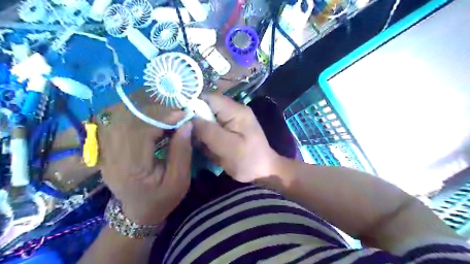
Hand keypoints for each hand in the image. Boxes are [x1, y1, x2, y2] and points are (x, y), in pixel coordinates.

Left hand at [99, 111, 192, 224]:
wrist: (138, 213)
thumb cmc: (162, 199)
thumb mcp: (180, 180)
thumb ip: (182, 151)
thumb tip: (186, 124)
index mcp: (133, 168)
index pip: (143, 131)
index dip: (163, 118)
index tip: (182, 115)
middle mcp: (114, 158)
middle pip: (130, 122)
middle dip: (156, 115)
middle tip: (175, 116)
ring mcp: (106, 154)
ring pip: (123, 121)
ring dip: (146, 116)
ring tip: (165, 120)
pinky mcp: (107, 151)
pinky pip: (120, 127)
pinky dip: (138, 121)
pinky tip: (152, 125)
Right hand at [192, 94, 280, 181]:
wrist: (263, 172)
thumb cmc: (249, 160)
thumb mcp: (228, 147)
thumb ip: (208, 131)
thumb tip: (189, 118)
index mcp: (235, 111)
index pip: (209, 98)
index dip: (192, 104)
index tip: (179, 117)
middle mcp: (233, 111)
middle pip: (207, 107)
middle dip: (195, 120)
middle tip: (188, 135)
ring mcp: (231, 120)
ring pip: (207, 118)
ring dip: (200, 130)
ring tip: (200, 144)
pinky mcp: (229, 130)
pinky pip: (212, 128)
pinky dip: (206, 136)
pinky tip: (207, 147)